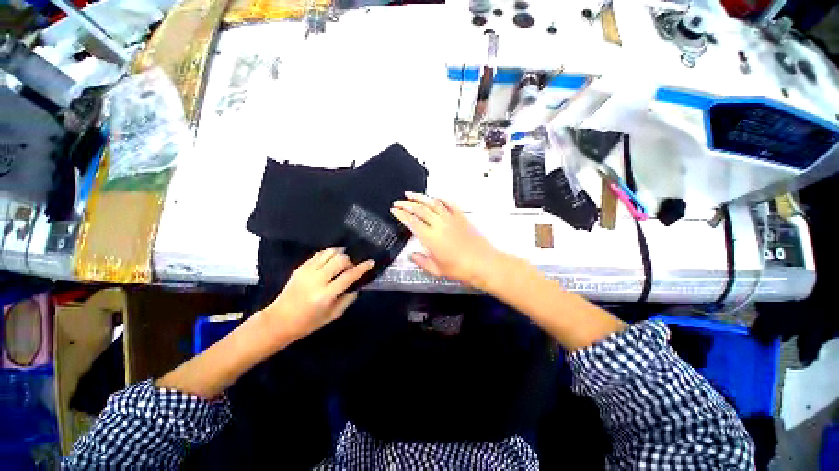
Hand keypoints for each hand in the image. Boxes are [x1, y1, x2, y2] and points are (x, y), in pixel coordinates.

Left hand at [258, 248, 373, 345]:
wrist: (278, 321)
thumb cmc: (307, 323)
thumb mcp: (332, 316)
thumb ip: (347, 300)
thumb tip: (356, 286)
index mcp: (326, 295)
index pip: (349, 275)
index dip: (362, 268)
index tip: (370, 262)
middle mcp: (317, 280)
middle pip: (340, 259)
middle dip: (350, 261)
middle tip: (350, 268)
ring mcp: (307, 272)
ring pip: (329, 253)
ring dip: (340, 254)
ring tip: (342, 260)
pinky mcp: (300, 268)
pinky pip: (319, 254)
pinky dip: (329, 254)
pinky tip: (331, 259)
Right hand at [391, 192, 500, 288]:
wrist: (483, 263)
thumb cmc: (460, 269)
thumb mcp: (437, 270)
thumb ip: (422, 261)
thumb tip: (412, 255)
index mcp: (430, 237)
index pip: (411, 221)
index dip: (401, 214)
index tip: (394, 210)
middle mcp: (439, 224)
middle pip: (419, 209)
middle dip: (406, 204)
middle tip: (398, 201)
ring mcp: (451, 219)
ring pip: (433, 203)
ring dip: (420, 197)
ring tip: (411, 194)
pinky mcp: (461, 217)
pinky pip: (449, 204)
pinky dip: (441, 199)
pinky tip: (435, 197)